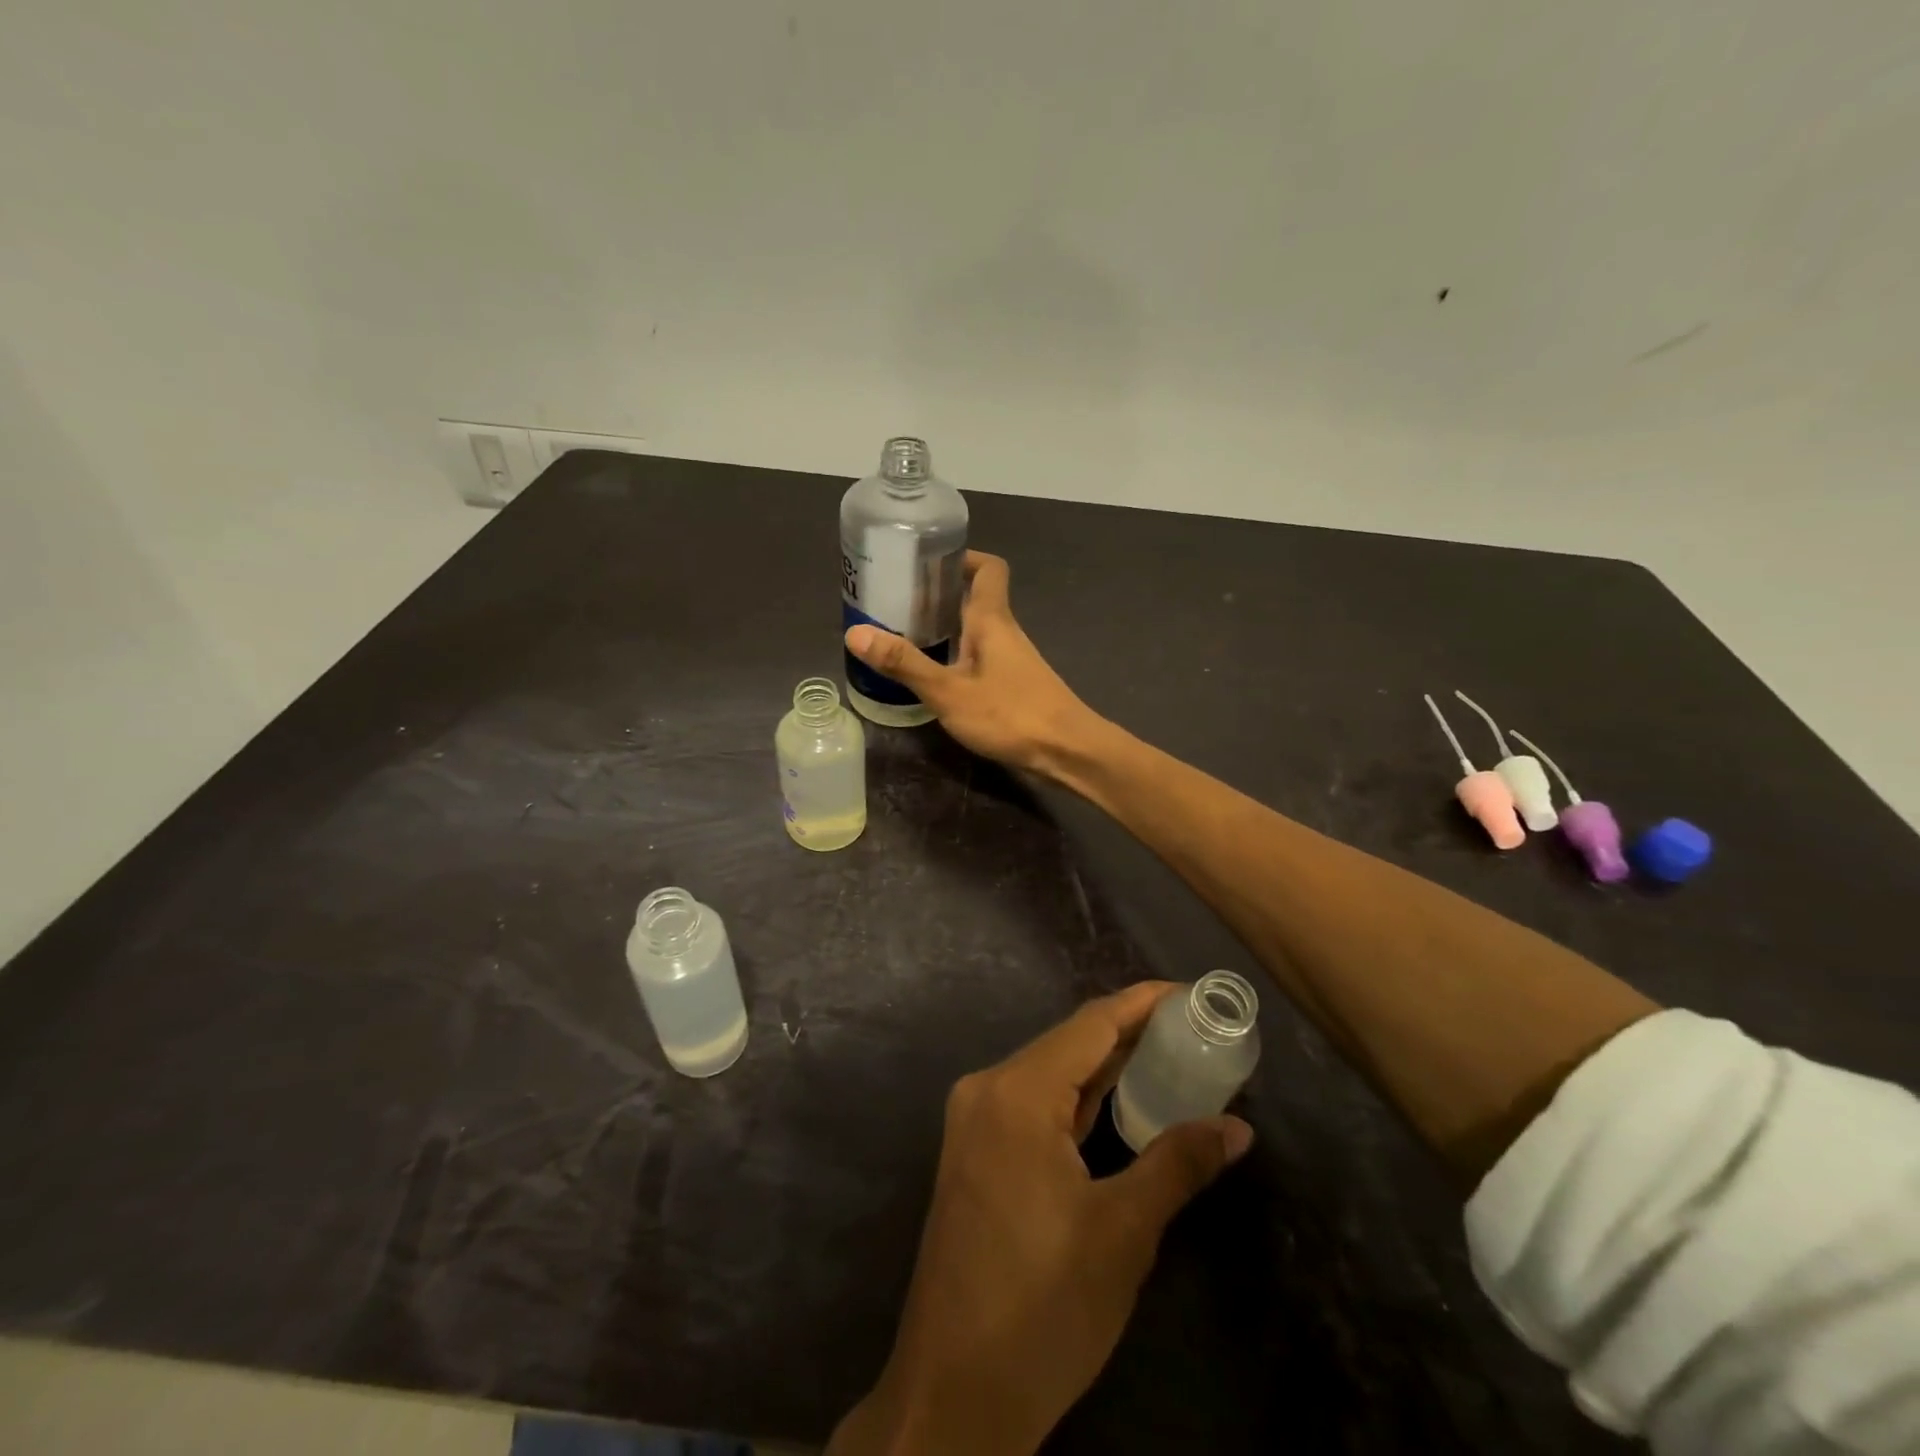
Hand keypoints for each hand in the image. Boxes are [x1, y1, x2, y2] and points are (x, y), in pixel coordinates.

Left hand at [828, 985, 1253, 1455]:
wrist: (953, 1392)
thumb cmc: (1043, 1307)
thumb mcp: (1123, 1233)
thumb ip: (1178, 1164)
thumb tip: (1236, 1128)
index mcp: (1016, 1092)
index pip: (1090, 1025)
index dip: (1141, 1003)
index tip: (1189, 992)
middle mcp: (987, 1090)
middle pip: (1068, 1043)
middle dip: (1129, 1034)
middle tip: (1192, 1029)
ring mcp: (974, 1121)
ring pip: (1050, 1074)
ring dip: (1105, 1067)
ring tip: (1168, 1056)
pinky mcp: (974, 1152)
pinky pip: (1034, 1104)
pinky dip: (1077, 1098)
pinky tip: (1117, 1101)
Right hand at [844, 551, 1105, 778]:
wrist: (1067, 752)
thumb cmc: (1010, 714)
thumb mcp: (949, 691)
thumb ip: (905, 663)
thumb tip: (854, 632)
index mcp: (992, 619)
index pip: (988, 568)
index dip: (963, 557)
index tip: (927, 561)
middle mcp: (1004, 632)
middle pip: (974, 598)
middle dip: (938, 595)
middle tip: (896, 602)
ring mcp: (1012, 660)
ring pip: (976, 631)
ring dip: (944, 628)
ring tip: (903, 637)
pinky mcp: (1014, 685)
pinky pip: (980, 657)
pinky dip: (956, 656)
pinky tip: (933, 676)